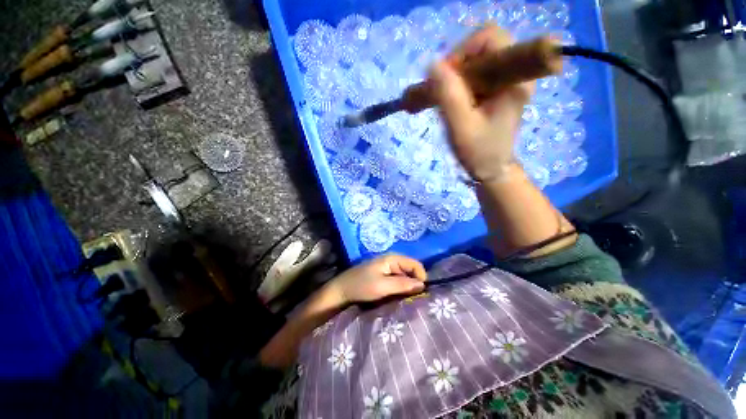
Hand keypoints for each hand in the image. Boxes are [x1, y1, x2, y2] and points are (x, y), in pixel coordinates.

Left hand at [325, 254, 426, 306]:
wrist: (341, 291)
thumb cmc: (361, 286)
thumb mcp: (382, 286)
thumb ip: (403, 284)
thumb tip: (423, 285)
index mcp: (393, 258)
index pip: (415, 265)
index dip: (421, 278)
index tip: (420, 294)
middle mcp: (392, 261)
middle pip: (411, 271)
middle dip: (414, 284)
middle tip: (413, 300)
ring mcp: (387, 268)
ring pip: (405, 277)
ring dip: (407, 288)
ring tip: (406, 300)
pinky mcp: (384, 276)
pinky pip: (398, 281)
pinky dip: (400, 289)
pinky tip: (398, 298)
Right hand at [428, 26, 534, 181]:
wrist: (491, 169)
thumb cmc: (479, 152)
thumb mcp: (461, 126)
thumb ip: (448, 96)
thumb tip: (432, 64)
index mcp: (515, 77)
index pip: (491, 37)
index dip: (463, 51)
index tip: (446, 78)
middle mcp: (515, 71)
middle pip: (482, 45)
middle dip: (457, 64)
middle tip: (442, 89)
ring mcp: (506, 79)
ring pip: (476, 59)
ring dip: (455, 75)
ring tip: (444, 98)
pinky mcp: (497, 88)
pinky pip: (475, 73)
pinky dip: (458, 83)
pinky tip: (450, 101)